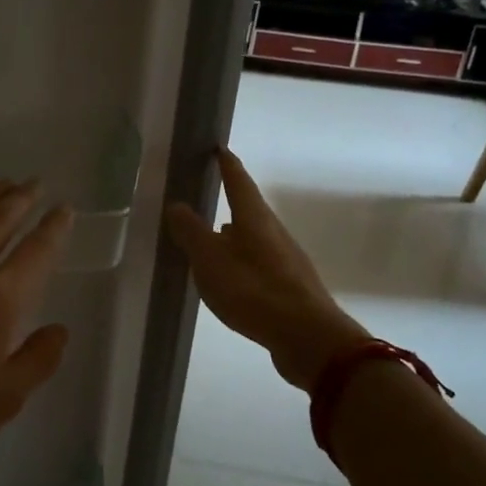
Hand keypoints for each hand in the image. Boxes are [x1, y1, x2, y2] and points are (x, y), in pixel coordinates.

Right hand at [165, 148, 368, 390]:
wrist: (307, 337)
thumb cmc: (253, 290)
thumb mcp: (210, 260)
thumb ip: (191, 232)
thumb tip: (177, 205)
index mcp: (255, 219)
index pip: (238, 182)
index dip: (227, 165)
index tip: (219, 148)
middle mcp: (274, 232)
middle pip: (250, 210)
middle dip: (231, 201)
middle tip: (209, 196)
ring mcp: (286, 259)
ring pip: (255, 238)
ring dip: (235, 235)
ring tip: (214, 238)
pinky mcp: (290, 286)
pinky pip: (260, 263)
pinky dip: (242, 260)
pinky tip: (233, 276)